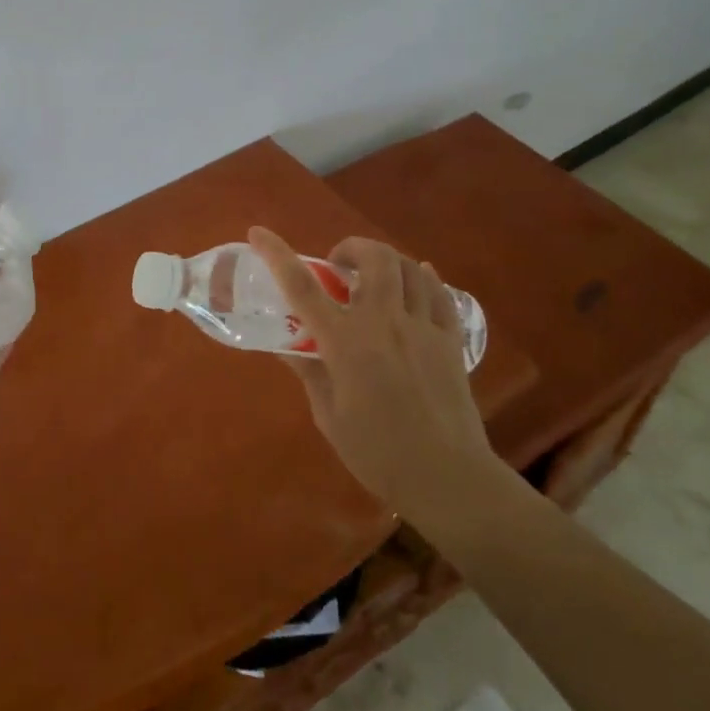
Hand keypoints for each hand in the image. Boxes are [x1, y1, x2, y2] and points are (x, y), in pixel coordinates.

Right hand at [247, 226, 494, 518]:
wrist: (448, 478)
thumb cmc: (377, 453)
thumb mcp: (328, 415)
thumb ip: (310, 371)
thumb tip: (288, 346)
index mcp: (346, 342)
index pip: (302, 286)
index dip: (276, 253)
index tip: (259, 232)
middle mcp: (385, 323)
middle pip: (373, 258)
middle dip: (351, 248)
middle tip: (338, 266)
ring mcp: (423, 328)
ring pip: (409, 267)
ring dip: (385, 260)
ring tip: (374, 276)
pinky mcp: (450, 340)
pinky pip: (440, 293)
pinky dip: (425, 277)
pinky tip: (418, 278)